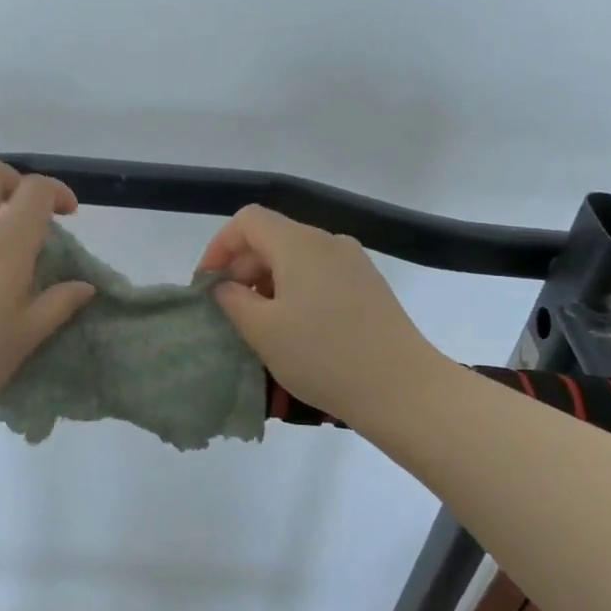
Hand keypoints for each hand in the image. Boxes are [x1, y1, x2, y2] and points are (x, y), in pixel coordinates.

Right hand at [201, 205, 439, 426]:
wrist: (403, 389)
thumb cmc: (324, 356)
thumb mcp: (263, 331)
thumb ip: (232, 300)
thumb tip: (224, 286)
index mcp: (299, 243)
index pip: (248, 221)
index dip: (219, 246)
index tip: (207, 284)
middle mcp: (328, 242)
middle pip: (273, 237)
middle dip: (242, 268)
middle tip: (229, 311)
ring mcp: (354, 262)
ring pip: (296, 258)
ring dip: (268, 282)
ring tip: (261, 324)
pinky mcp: (369, 285)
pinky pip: (320, 274)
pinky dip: (296, 290)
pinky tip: (296, 328)